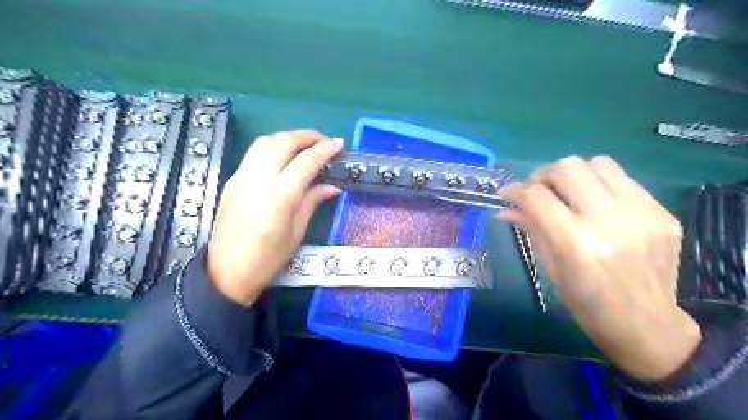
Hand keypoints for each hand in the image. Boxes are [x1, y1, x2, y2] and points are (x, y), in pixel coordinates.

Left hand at [205, 130, 342, 305]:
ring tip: (305, 145)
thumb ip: (312, 201)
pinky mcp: (232, 180)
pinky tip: (284, 157)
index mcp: (279, 196)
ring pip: (265, 141)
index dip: (325, 149)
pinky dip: (273, 146)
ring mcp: (241, 177)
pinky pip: (254, 153)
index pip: (306, 161)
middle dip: (308, 136)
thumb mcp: (297, 231)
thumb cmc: (268, 258)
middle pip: (283, 142)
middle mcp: (258, 179)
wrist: (226, 272)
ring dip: (288, 137)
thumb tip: (332, 186)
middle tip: (325, 141)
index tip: (339, 144)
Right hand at [503, 156, 700, 381]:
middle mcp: (610, 221)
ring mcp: (641, 213)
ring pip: (597, 163)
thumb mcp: (550, 269)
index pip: (536, 196)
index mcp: (576, 243)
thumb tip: (505, 209)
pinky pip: (623, 179)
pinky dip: (599, 184)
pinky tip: (595, 203)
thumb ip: (530, 229)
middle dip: (543, 175)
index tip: (506, 194)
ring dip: (573, 173)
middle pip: (567, 168)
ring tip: (567, 192)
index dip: (515, 190)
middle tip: (537, 191)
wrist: (647, 325)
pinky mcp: (662, 212)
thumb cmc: (587, 303)